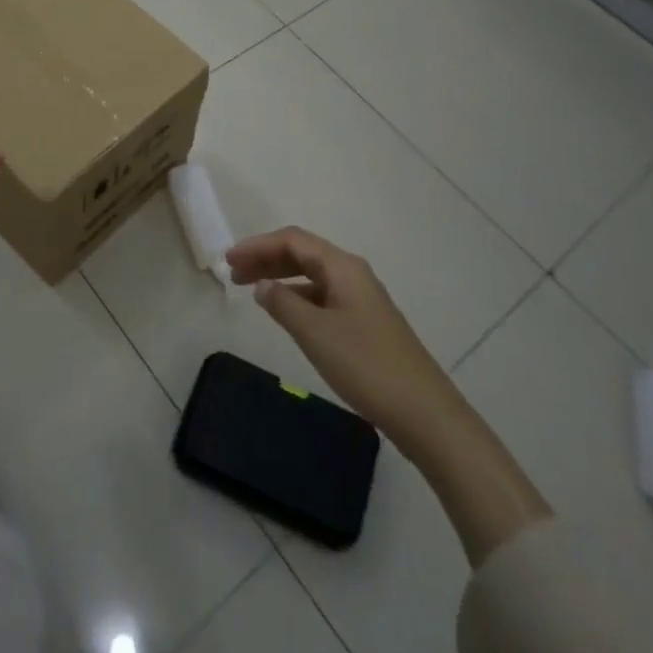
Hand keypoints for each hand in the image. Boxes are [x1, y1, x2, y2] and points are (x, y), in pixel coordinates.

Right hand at [227, 227, 463, 457]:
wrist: (423, 412)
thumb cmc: (365, 365)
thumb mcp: (315, 333)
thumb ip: (283, 304)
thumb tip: (263, 285)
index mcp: (342, 267)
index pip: (293, 240)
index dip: (258, 245)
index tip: (228, 259)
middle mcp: (352, 274)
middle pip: (302, 253)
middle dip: (267, 258)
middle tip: (233, 273)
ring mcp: (360, 298)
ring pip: (312, 275)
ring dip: (280, 277)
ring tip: (251, 290)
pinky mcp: (364, 322)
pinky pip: (321, 296)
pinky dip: (297, 297)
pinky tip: (284, 312)